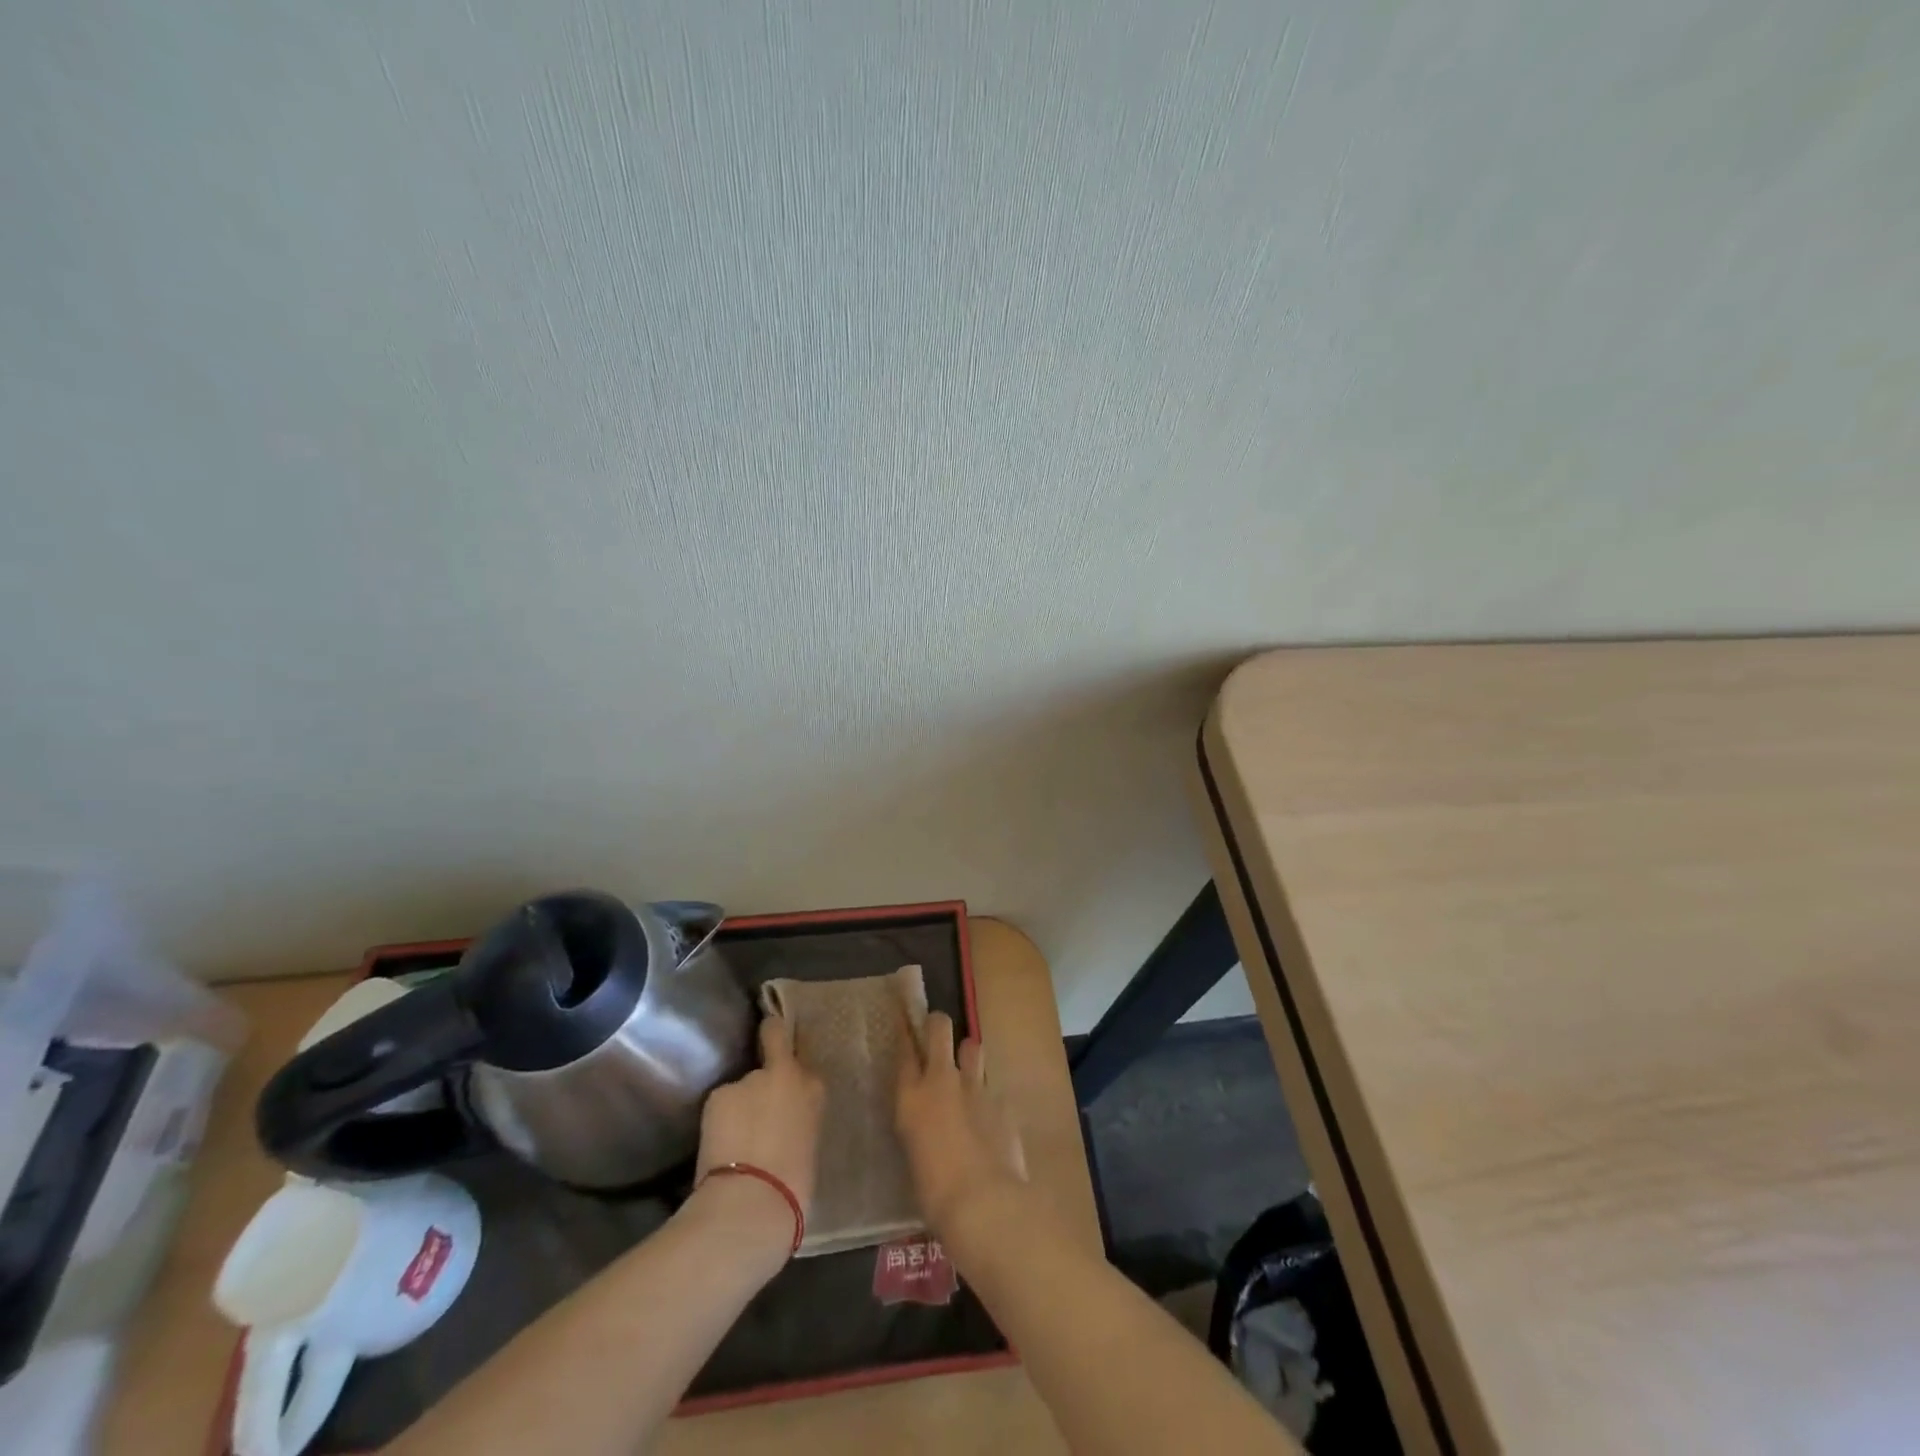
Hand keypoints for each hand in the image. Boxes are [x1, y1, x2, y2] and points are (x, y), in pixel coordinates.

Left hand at [692, 1015, 824, 1267]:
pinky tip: (718, 1146)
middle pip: (769, 1065)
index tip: (778, 1060)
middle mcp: (785, 1073)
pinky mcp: (719, 1093)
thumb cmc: (793, 1187)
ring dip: (738, 1106)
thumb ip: (797, 1119)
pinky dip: (719, 1121)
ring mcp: (749, 1079)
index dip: (783, 1053)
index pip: (795, 1052)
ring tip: (734, 1140)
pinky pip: (721, 1104)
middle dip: (761, 1084)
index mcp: (814, 1088)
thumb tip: (784, 1121)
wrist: (752, 1203)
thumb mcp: (809, 1144)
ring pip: (741, 1088)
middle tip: (756, 1115)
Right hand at [895, 1011, 1026, 1232]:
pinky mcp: (1002, 1100)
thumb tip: (931, 1120)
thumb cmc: (935, 1193)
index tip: (906, 1024)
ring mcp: (976, 1086)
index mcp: (911, 1098)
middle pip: (939, 1028)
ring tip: (969, 1076)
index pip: (904, 1050)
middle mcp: (942, 1080)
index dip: (905, 1033)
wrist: (983, 1203)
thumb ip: (921, 1125)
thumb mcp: (915, 1152)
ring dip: (969, 1057)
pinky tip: (992, 1122)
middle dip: (938, 1025)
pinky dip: (990, 1100)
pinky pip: (993, 1088)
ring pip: (972, 1047)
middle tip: (938, 1034)